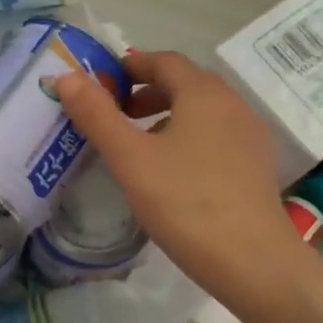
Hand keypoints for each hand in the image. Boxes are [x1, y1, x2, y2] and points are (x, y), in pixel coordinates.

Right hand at [56, 50, 302, 305]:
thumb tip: (66, 76)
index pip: (164, 61)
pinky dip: (189, 139)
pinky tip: (172, 174)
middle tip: (116, 115)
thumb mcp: (130, 158)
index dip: (130, 66)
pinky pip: (217, 137)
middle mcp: (233, 105)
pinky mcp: (256, 167)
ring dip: (168, 116)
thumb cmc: (185, 202)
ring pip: (202, 112)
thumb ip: (97, 115)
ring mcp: (250, 137)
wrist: (252, 261)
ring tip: (139, 146)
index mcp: (203, 93)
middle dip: (147, 92)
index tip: (102, 83)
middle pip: (186, 84)